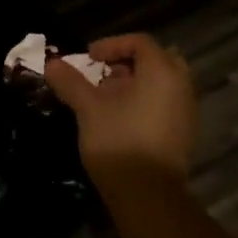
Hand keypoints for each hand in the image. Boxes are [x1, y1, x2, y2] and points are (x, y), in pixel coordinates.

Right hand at [45, 34, 196, 184]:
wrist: (147, 195)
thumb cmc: (118, 140)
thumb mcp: (88, 107)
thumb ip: (71, 82)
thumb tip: (51, 64)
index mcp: (162, 72)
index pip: (140, 42)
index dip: (111, 44)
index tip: (89, 58)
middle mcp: (181, 86)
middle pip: (156, 59)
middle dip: (128, 62)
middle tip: (104, 75)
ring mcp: (186, 111)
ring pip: (162, 83)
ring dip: (136, 83)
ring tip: (107, 98)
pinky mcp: (184, 133)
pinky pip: (166, 103)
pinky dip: (146, 101)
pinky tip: (121, 119)